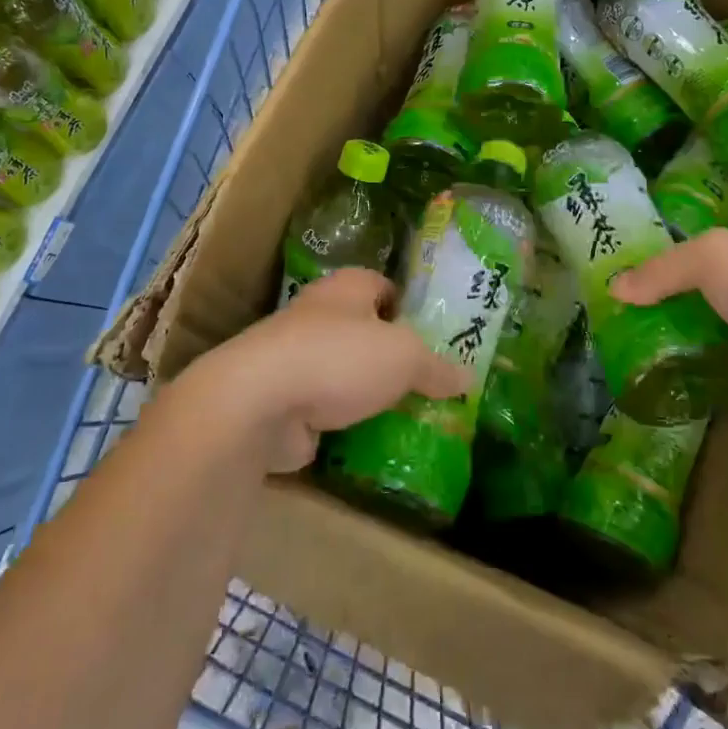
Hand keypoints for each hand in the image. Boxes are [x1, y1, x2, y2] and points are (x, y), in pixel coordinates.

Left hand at [183, 268, 471, 472]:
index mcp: (346, 289)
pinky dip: (345, 424)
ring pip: (344, 373)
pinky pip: (326, 410)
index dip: (408, 307)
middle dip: (392, 356)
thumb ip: (437, 367)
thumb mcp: (404, 357)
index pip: (383, 286)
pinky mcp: (285, 401)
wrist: (259, 402)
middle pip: (364, 332)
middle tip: (429, 384)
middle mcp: (318, 316)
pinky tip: (373, 442)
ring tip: (409, 417)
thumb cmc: (339, 357)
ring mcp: (297, 360)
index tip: (433, 337)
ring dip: (368, 393)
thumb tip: (468, 378)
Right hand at [610, 227, 727, 426]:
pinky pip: (699, 364)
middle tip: (599, 313)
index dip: (648, 259)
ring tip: (607, 344)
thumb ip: (661, 270)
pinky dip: (674, 367)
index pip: (685, 250)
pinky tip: (638, 371)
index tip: (606, 272)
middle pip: (684, 291)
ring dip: (657, 336)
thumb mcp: (712, 257)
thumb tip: (614, 287)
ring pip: (689, 328)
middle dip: (647, 300)